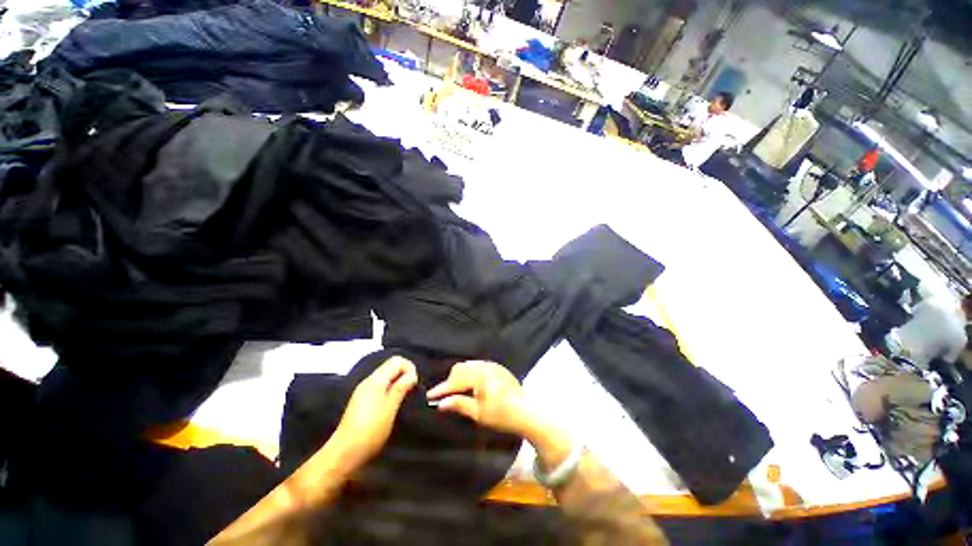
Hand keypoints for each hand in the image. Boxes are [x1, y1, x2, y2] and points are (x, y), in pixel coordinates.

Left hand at [330, 356, 417, 469]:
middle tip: (411, 390)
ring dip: (398, 381)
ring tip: (404, 397)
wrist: (343, 454)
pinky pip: (381, 384)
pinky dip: (390, 388)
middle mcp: (368, 381)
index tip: (414, 384)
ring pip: (386, 375)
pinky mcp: (362, 399)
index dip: (409, 368)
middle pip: (391, 365)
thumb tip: (412, 374)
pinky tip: (393, 403)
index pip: (397, 360)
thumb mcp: (389, 410)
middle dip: (404, 374)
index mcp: (375, 381)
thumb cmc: (369, 433)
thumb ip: (401, 389)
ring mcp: (364, 390)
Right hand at [426, 361, 541, 438]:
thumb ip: (459, 405)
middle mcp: (485, 366)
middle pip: (460, 369)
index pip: (455, 381)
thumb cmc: (502, 415)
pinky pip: (477, 366)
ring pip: (468, 366)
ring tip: (456, 391)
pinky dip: (469, 374)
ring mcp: (492, 365)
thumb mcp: (478, 413)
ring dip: (460, 377)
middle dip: (451, 381)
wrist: (527, 411)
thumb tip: (441, 404)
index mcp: (480, 376)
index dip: (441, 389)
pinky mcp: (497, 367)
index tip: (429, 396)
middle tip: (445, 396)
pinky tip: (470, 385)